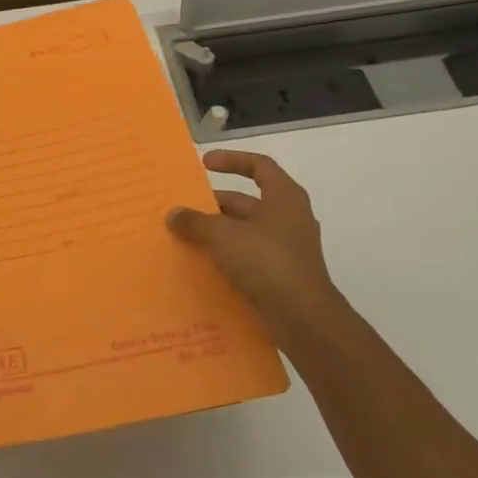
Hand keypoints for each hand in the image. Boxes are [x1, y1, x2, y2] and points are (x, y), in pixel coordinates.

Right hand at [167, 151, 353, 354]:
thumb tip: (174, 214)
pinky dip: (224, 256)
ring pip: (243, 231)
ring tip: (184, 237)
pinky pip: (246, 256)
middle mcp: (288, 218)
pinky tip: (200, 264)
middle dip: (213, 204)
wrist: (303, 318)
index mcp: (284, 198)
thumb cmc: (267, 262)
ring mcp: (285, 248)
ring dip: (216, 232)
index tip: (204, 164)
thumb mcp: (223, 235)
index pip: (259, 166)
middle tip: (182, 210)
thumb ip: (196, 222)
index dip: (232, 160)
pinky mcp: (279, 274)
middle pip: (246, 201)